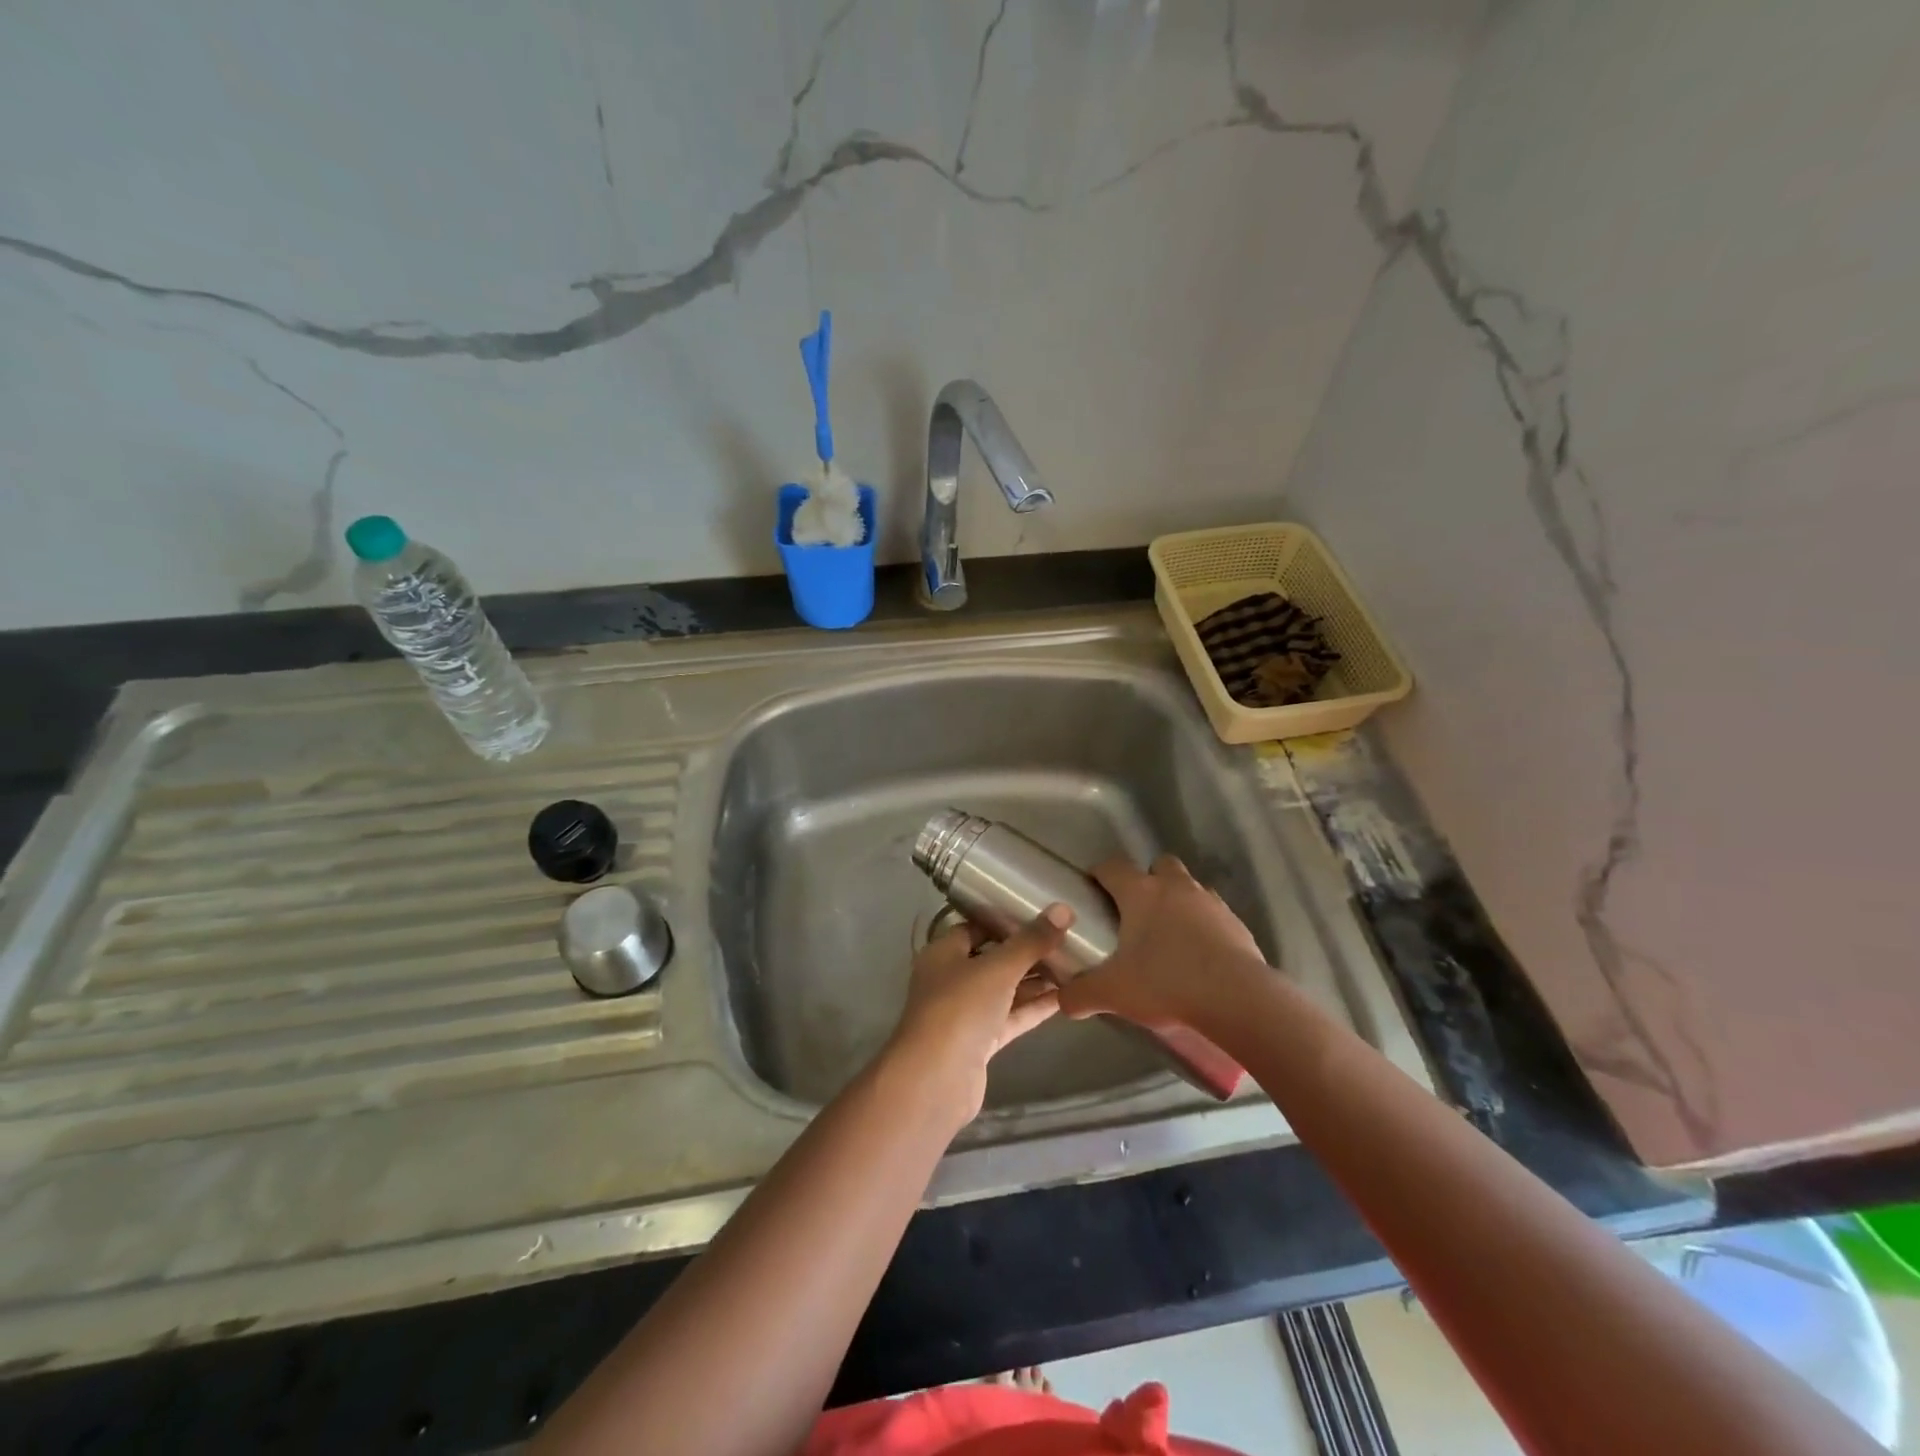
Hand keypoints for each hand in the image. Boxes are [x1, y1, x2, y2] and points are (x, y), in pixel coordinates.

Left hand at [885, 905, 1071, 1122]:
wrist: (936, 1080)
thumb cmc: (960, 1008)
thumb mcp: (998, 968)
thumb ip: (1031, 941)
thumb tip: (1063, 909)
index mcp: (944, 952)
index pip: (976, 926)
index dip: (1006, 918)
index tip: (1041, 911)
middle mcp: (952, 978)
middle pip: (993, 958)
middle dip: (1027, 950)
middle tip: (1067, 937)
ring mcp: (966, 1012)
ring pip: (1005, 989)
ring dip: (1035, 979)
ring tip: (1075, 963)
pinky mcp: (981, 1041)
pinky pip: (1011, 1016)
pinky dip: (1034, 1007)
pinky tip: (1066, 996)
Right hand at [1056, 855, 1267, 1032]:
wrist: (1238, 999)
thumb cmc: (1166, 983)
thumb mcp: (1113, 992)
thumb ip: (1081, 994)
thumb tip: (1062, 1001)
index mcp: (1141, 893)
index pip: (1113, 866)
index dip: (1100, 873)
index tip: (1092, 889)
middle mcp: (1176, 887)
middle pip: (1159, 864)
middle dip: (1148, 879)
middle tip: (1136, 912)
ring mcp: (1210, 902)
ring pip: (1190, 886)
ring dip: (1178, 900)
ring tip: (1170, 935)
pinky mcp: (1236, 923)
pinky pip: (1214, 913)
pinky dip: (1204, 924)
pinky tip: (1199, 954)